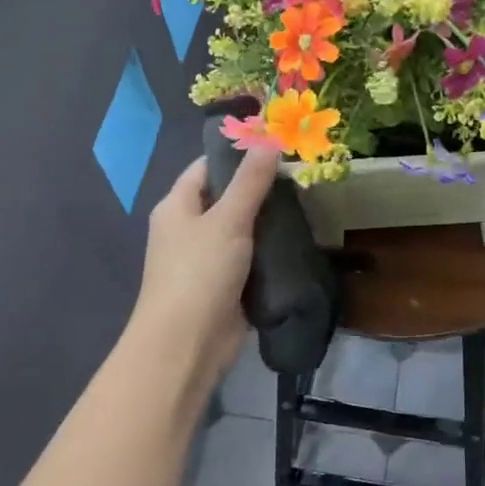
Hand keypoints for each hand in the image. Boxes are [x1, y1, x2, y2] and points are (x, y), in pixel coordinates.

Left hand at [130, 148, 280, 393]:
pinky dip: (269, 251)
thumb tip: (269, 140)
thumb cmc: (199, 273)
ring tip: (307, 204)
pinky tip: (298, 241)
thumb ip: (250, 181)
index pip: (207, 167)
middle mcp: (188, 229)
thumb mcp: (228, 220)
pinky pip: (249, 258)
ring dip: (268, 221)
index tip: (277, 147)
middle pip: (226, 197)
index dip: (239, 154)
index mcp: (177, 206)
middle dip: (261, 189)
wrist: (186, 346)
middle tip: (301, 177)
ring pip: (241, 230)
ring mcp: (206, 259)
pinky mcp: (224, 285)